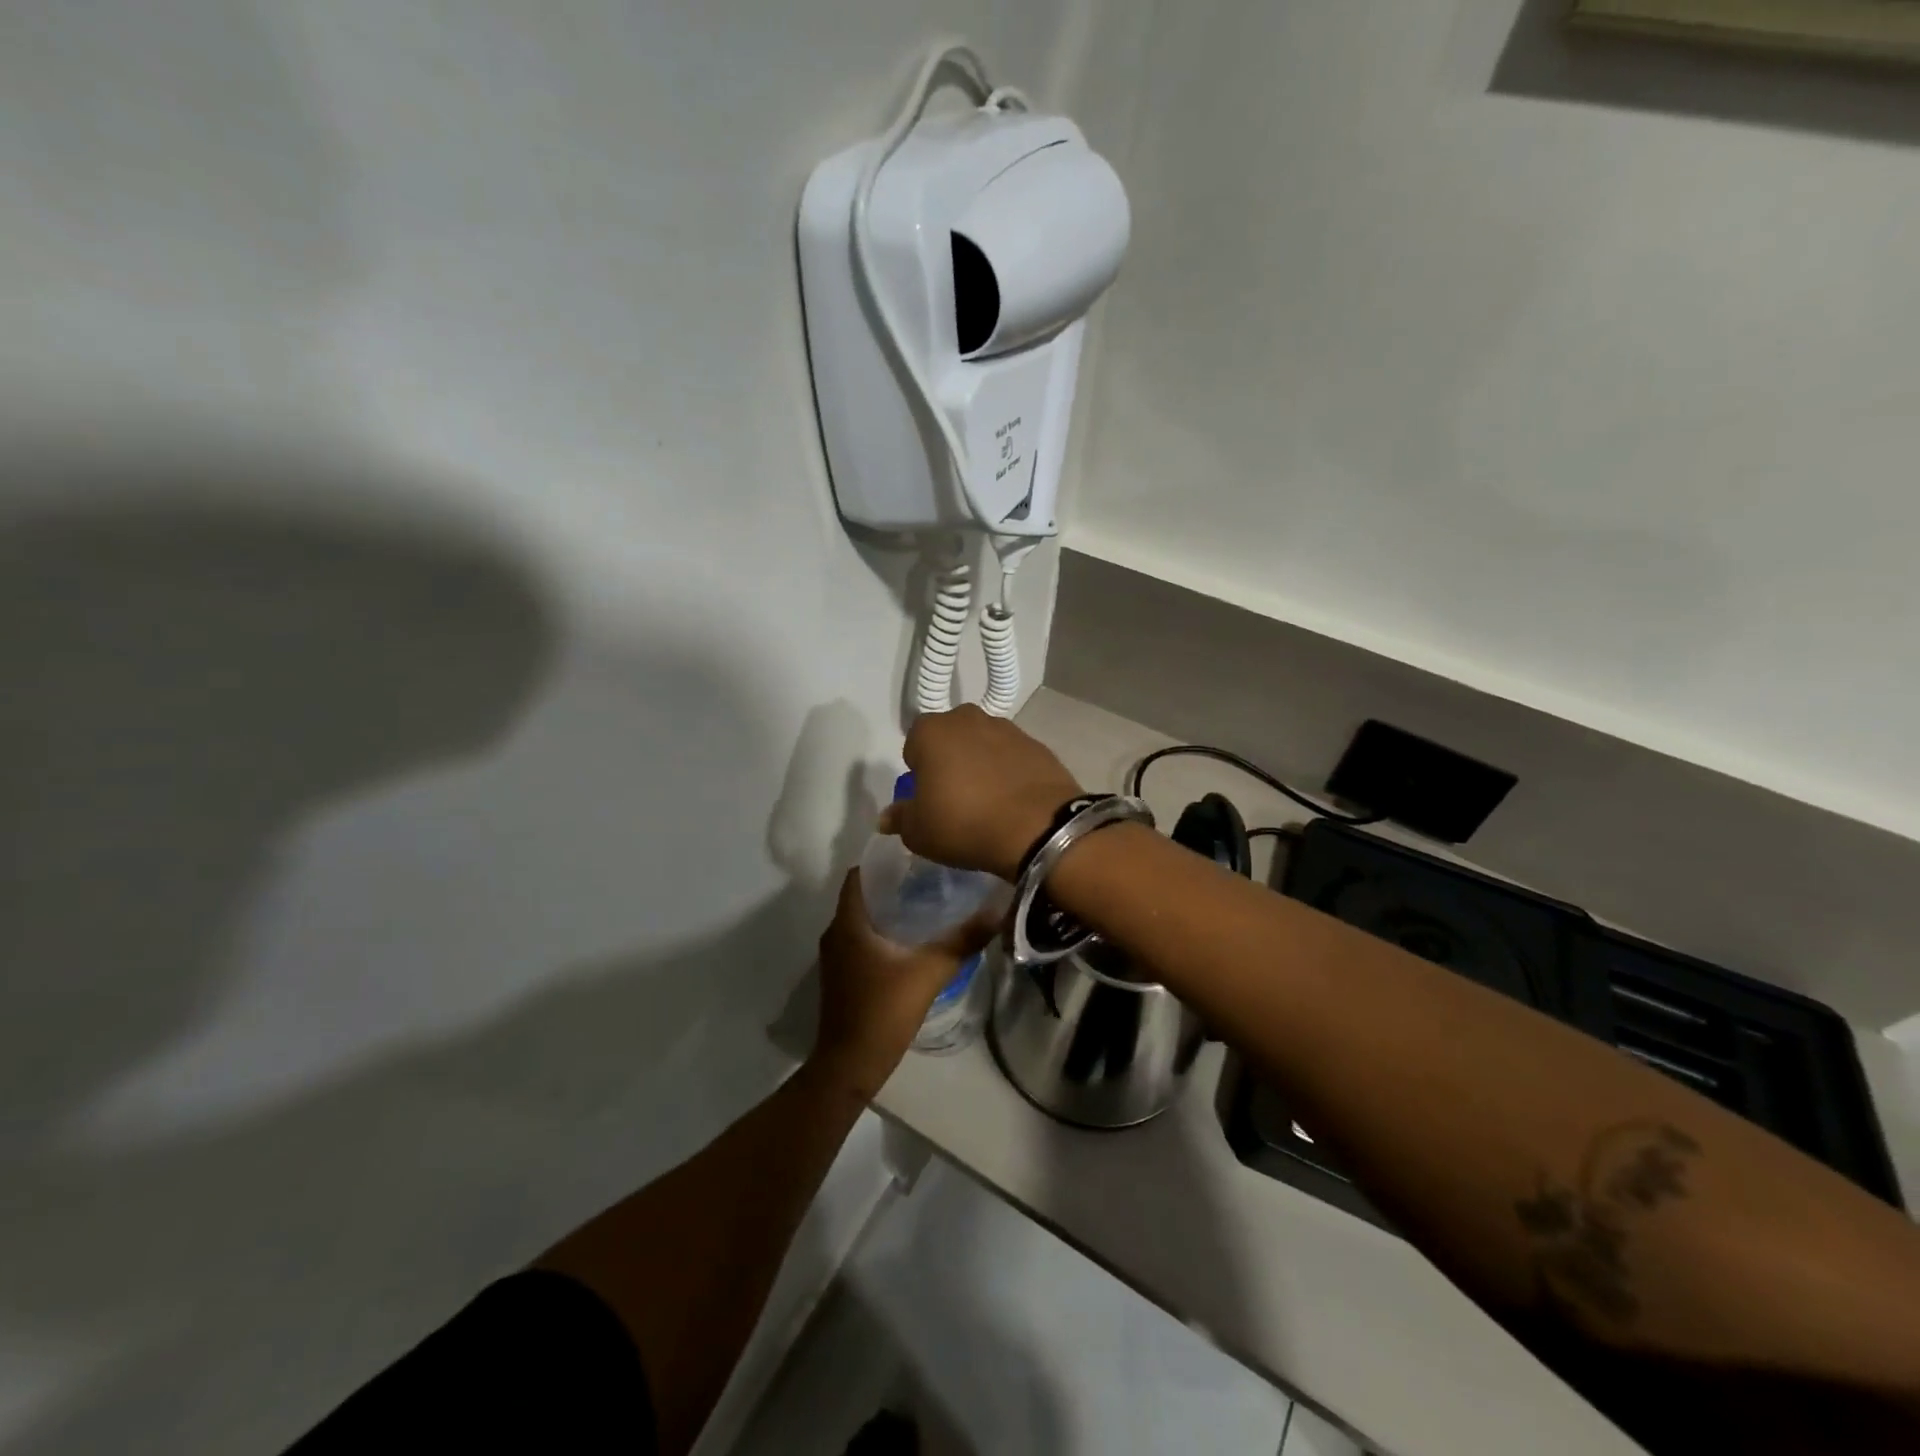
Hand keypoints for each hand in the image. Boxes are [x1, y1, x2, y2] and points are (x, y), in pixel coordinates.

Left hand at [809, 870, 998, 1095]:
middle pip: (862, 894)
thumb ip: (962, 940)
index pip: (858, 874)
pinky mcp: (843, 975)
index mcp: (848, 923)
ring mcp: (836, 956)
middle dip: (893, 883)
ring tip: (927, 900)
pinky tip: (913, 938)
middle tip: (930, 875)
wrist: (850, 1065)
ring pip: (862, 918)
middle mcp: (836, 933)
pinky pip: (862, 939)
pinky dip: (883, 931)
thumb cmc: (883, 1011)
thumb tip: (997, 910)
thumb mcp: (929, 972)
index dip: (883, 860)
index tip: (915, 854)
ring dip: (889, 908)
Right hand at [882, 705, 1082, 879]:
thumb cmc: (964, 823)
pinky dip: (1010, 773)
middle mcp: (968, 718)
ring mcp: (1008, 728)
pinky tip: (1013, 802)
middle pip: (951, 739)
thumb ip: (900, 818)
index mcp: (932, 731)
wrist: (1038, 827)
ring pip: (984, 745)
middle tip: (956, 799)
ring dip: (982, 765)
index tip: (928, 797)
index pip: (914, 745)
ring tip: (988, 803)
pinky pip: (1013, 758)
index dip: (919, 772)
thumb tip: (888, 816)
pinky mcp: (1038, 745)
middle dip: (950, 761)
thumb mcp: (919, 832)